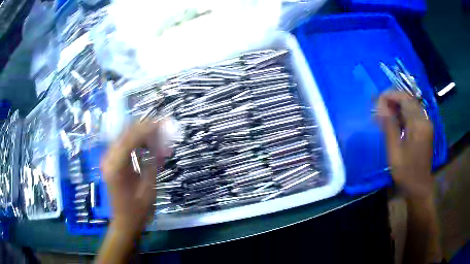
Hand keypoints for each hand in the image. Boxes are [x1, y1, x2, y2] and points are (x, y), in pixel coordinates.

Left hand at [101, 121, 167, 233]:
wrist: (125, 222)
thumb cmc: (138, 209)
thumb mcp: (149, 186)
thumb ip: (153, 161)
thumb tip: (163, 143)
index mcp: (116, 166)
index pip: (131, 137)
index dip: (148, 128)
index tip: (164, 122)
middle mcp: (108, 158)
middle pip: (126, 134)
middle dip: (145, 129)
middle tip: (163, 129)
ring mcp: (108, 160)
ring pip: (125, 137)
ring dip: (142, 136)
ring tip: (159, 139)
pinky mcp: (111, 162)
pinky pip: (124, 146)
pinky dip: (137, 144)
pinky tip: (148, 147)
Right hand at [377, 91, 433, 198]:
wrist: (419, 186)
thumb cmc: (406, 172)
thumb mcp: (394, 151)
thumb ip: (389, 126)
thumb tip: (380, 107)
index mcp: (418, 124)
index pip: (405, 99)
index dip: (390, 95)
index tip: (377, 100)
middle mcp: (425, 119)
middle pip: (409, 100)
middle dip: (393, 99)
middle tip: (379, 106)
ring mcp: (427, 124)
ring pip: (412, 106)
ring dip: (398, 106)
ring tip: (385, 113)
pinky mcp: (426, 129)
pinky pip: (414, 114)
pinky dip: (404, 113)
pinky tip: (396, 121)